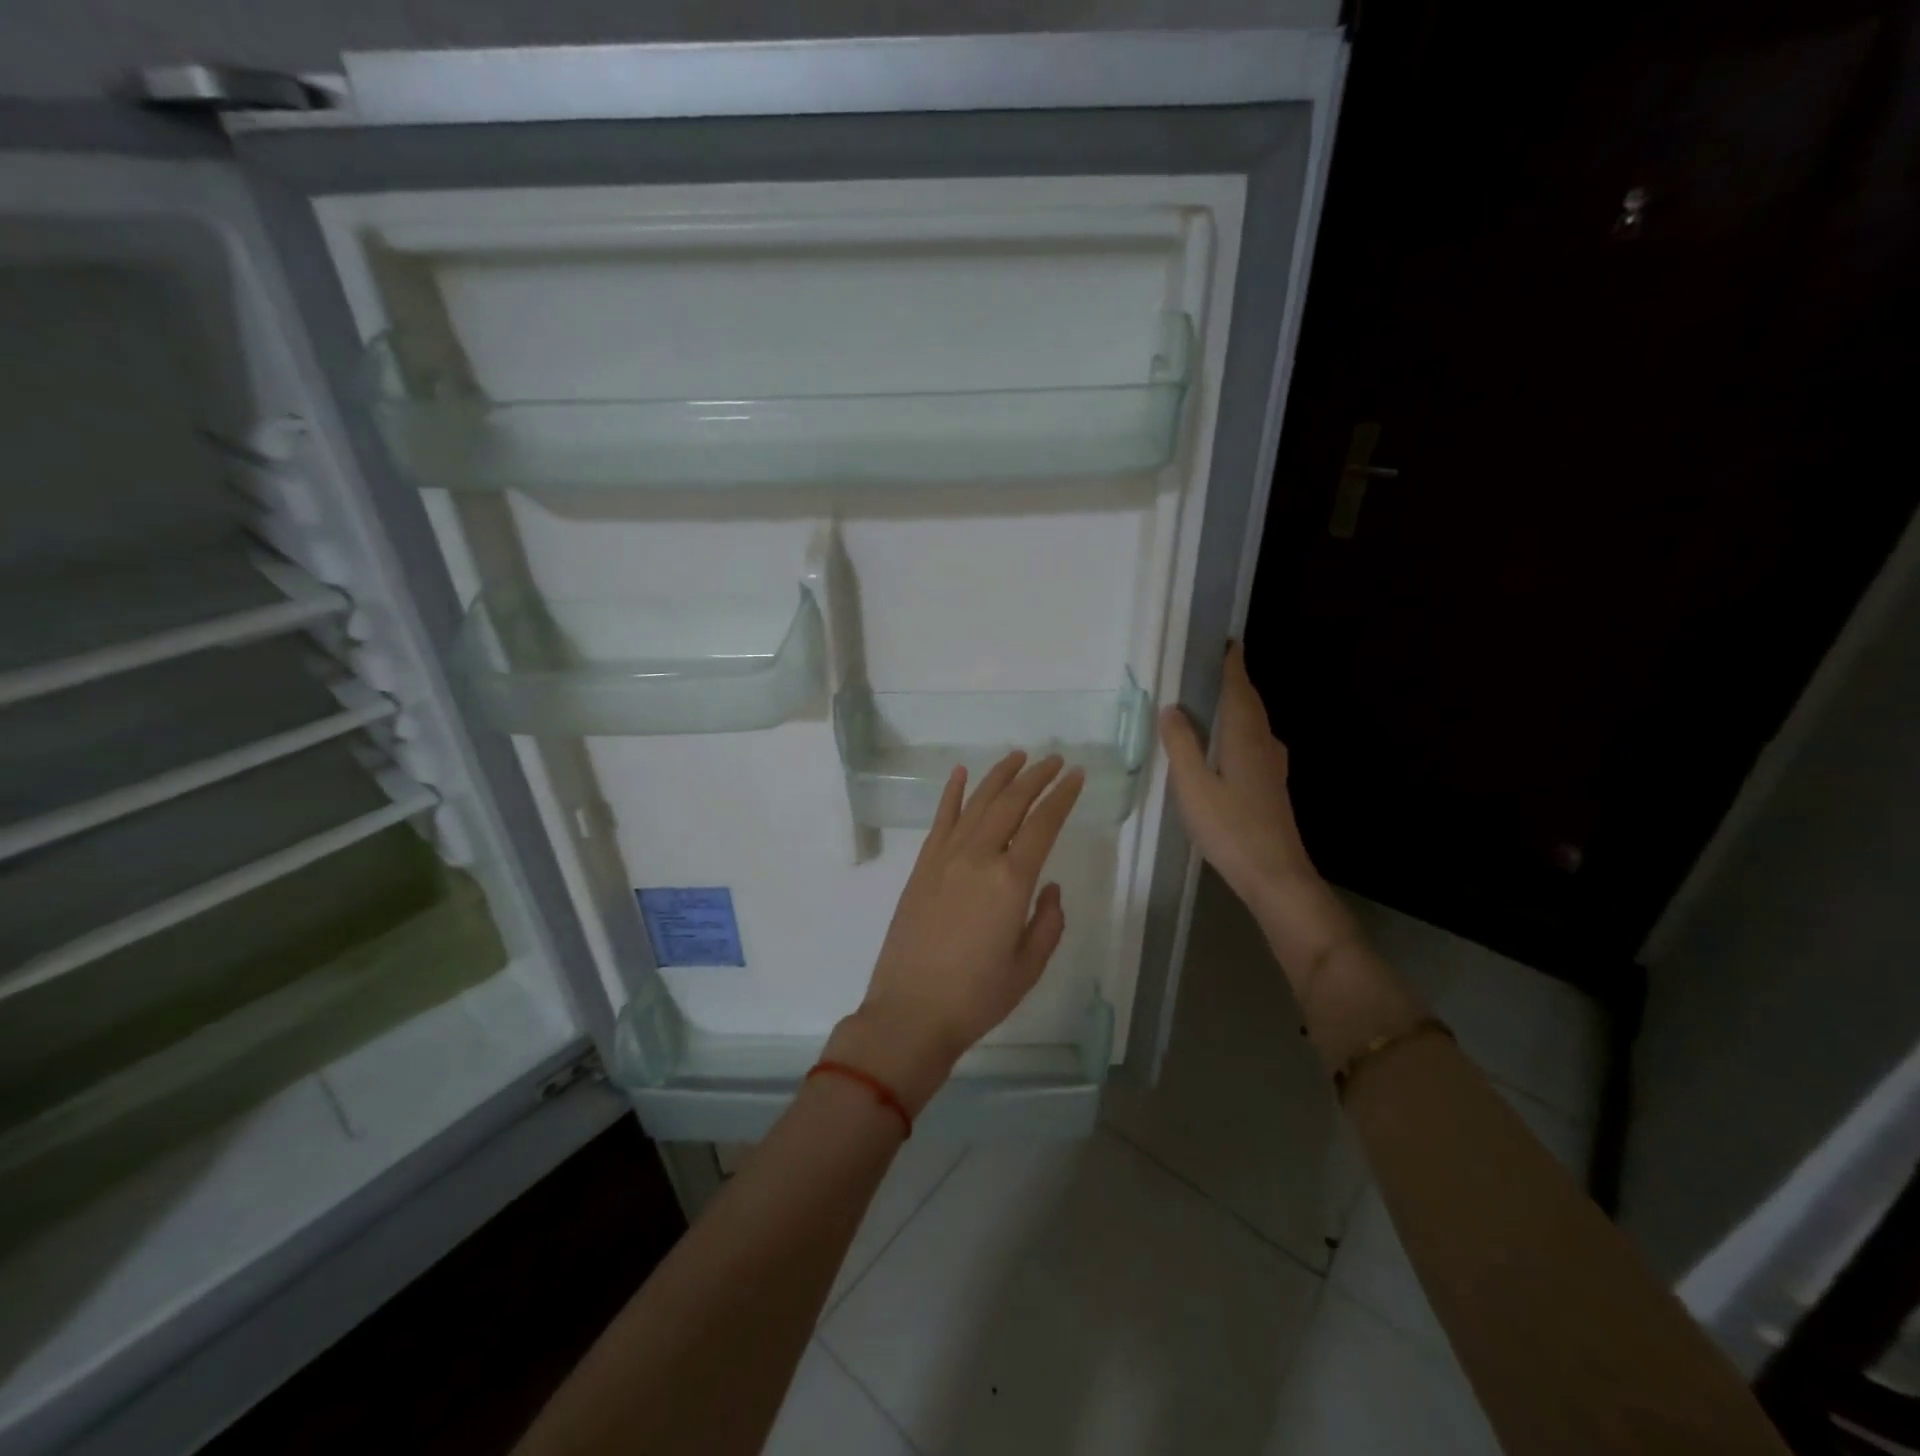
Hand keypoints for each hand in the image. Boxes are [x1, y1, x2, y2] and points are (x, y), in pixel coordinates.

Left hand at [826, 751, 1085, 1114]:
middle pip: (1011, 803)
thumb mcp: (1029, 967)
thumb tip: (1048, 887)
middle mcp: (978, 857)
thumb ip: (1048, 922)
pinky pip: (940, 820)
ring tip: (1018, 757)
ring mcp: (945, 858)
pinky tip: (961, 773)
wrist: (911, 1012)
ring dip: (999, 776)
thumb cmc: (977, 997)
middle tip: (1054, 760)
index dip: (1062, 797)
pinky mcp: (922, 866)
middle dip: (1035, 777)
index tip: (1075, 776)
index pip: (1043, 825)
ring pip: (977, 803)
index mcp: (1011, 881)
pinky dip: (952, 793)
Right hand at [1159, 643, 1350, 974]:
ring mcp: (1272, 767)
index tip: (1227, 642)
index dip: (1232, 665)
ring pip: (1255, 724)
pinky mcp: (1272, 786)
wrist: (1275, 874)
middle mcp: (1264, 745)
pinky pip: (1255, 742)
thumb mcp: (1193, 786)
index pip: (1239, 690)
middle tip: (1215, 665)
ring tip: (1216, 698)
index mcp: (1244, 738)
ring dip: (1239, 705)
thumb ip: (1181, 745)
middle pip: (1251, 704)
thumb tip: (1171, 708)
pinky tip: (1230, 743)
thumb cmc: (1230, 828)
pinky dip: (1241, 728)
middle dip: (1236, 681)